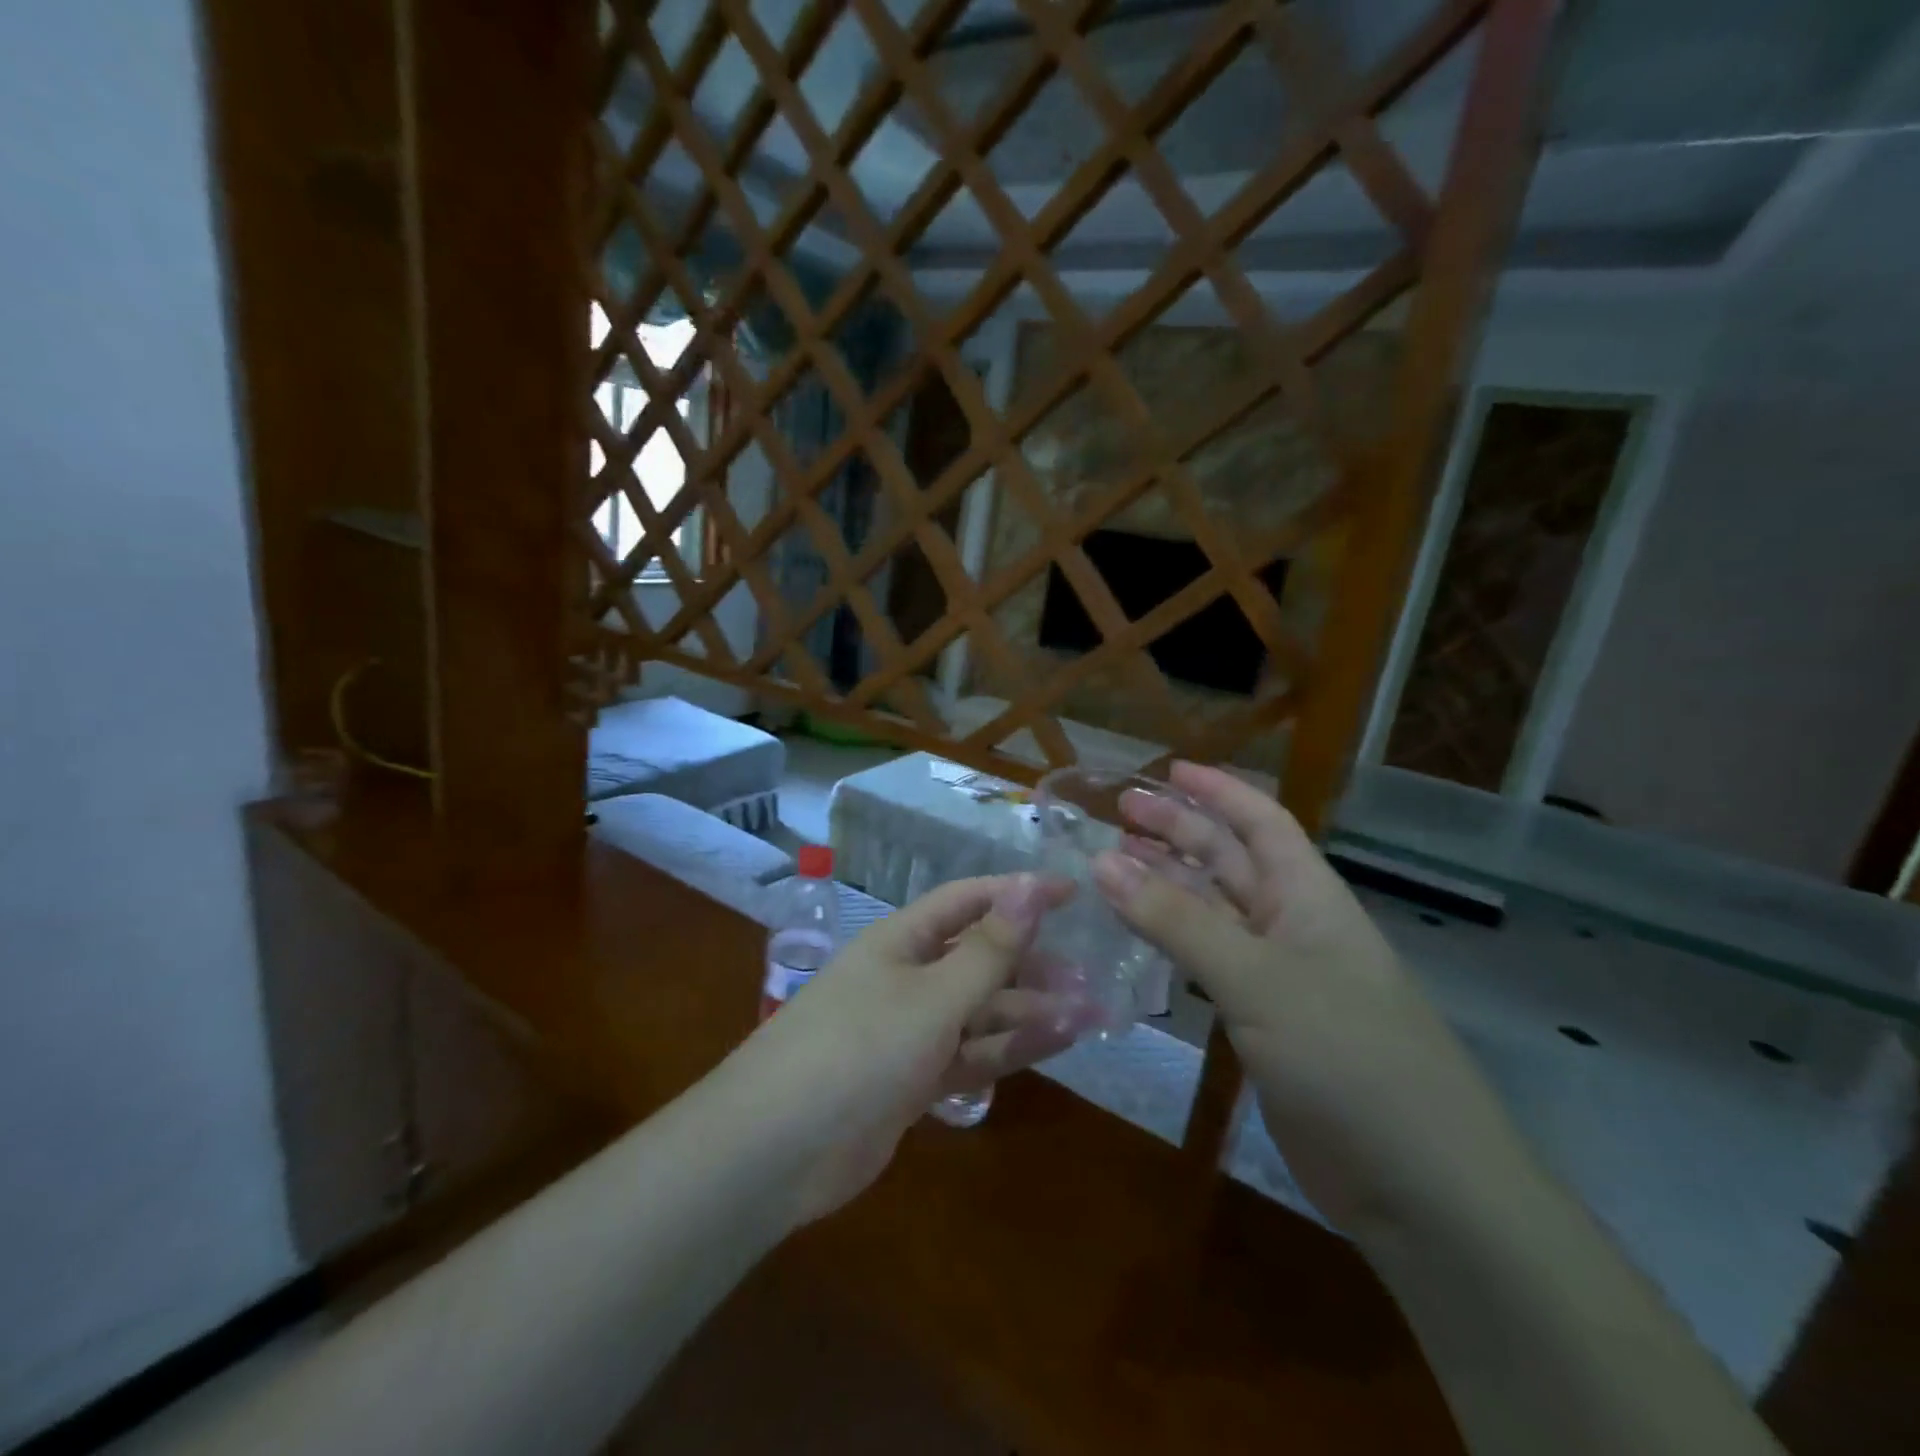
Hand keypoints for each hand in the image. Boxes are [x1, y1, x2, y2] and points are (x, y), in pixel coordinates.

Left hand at [728, 874, 1101, 1222]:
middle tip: (1091, 973)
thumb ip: (988, 948)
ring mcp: (910, 1032)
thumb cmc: (858, 1048)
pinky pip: (972, 1053)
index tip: (1073, 894)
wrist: (776, 1151)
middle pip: (979, 958)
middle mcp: (907, 978)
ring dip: (1031, 1009)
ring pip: (981, 1010)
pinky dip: (1009, 1048)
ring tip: (1092, 1011)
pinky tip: (1055, 1043)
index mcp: (902, 940)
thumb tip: (1032, 885)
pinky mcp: (914, 1080)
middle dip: (1032, 962)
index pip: (969, 901)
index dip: (1019, 893)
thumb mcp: (933, 996)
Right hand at [1095, 763, 1529, 1236]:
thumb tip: (1102, 861)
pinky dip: (1172, 943)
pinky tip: (1138, 937)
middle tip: (1119, 813)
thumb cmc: (1348, 1057)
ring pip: (1213, 913)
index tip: (1167, 769)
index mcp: (1309, 897)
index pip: (1262, 823)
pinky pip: (1209, 964)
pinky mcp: (1264, 1025)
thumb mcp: (1257, 978)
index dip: (1218, 791)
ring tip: (1112, 866)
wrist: (1419, 1187)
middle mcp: (1294, 927)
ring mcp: (1279, 978)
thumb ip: (1177, 920)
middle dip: (1179, 832)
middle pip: (1229, 862)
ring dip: (1167, 886)